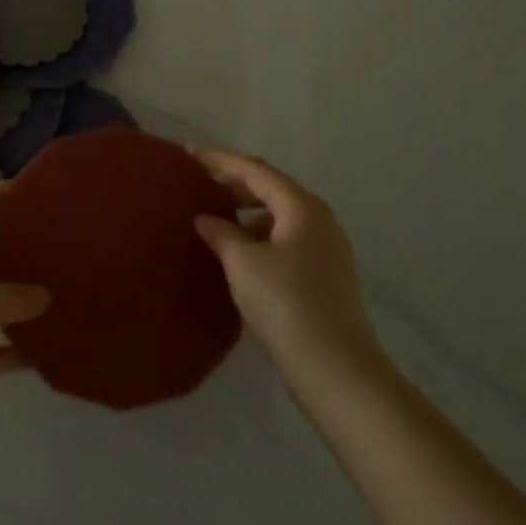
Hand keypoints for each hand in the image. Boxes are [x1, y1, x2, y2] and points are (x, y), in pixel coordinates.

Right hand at [192, 147, 389, 403]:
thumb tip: (206, 219)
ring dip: (246, 213)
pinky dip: (259, 237)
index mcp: (302, 207)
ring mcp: (326, 250)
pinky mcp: (324, 278)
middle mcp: (319, 221)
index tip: (188, 153)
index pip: (254, 170)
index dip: (219, 160)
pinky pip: (285, 241)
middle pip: (270, 189)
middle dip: (233, 183)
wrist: (337, 371)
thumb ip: (221, 232)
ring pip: (278, 217)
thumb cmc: (286, 304)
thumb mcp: (243, 262)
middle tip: (198, 182)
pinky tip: (237, 254)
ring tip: (214, 219)